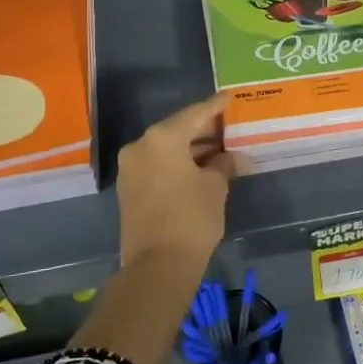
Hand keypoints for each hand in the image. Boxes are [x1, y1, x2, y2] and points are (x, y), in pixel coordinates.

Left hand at [115, 93, 236, 276]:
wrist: (158, 265)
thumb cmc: (191, 218)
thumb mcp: (215, 187)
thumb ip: (224, 165)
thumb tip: (233, 158)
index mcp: (162, 138)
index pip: (195, 114)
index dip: (214, 107)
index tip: (227, 98)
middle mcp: (141, 146)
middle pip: (177, 129)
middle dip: (203, 130)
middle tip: (228, 127)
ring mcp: (131, 167)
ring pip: (166, 148)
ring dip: (191, 149)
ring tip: (219, 150)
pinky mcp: (129, 188)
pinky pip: (157, 164)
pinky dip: (177, 163)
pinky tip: (199, 168)